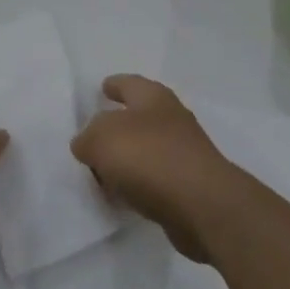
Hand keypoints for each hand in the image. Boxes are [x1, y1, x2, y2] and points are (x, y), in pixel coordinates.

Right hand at [71, 75, 240, 263]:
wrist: (203, 205)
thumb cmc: (149, 157)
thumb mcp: (101, 139)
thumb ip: (87, 138)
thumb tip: (87, 144)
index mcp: (153, 97)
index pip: (128, 83)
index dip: (114, 84)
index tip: (102, 87)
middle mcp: (172, 118)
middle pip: (139, 116)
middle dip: (118, 124)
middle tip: (94, 134)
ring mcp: (184, 152)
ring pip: (147, 149)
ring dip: (128, 158)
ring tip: (103, 170)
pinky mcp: (189, 185)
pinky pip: (155, 178)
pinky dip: (139, 183)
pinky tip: (124, 195)